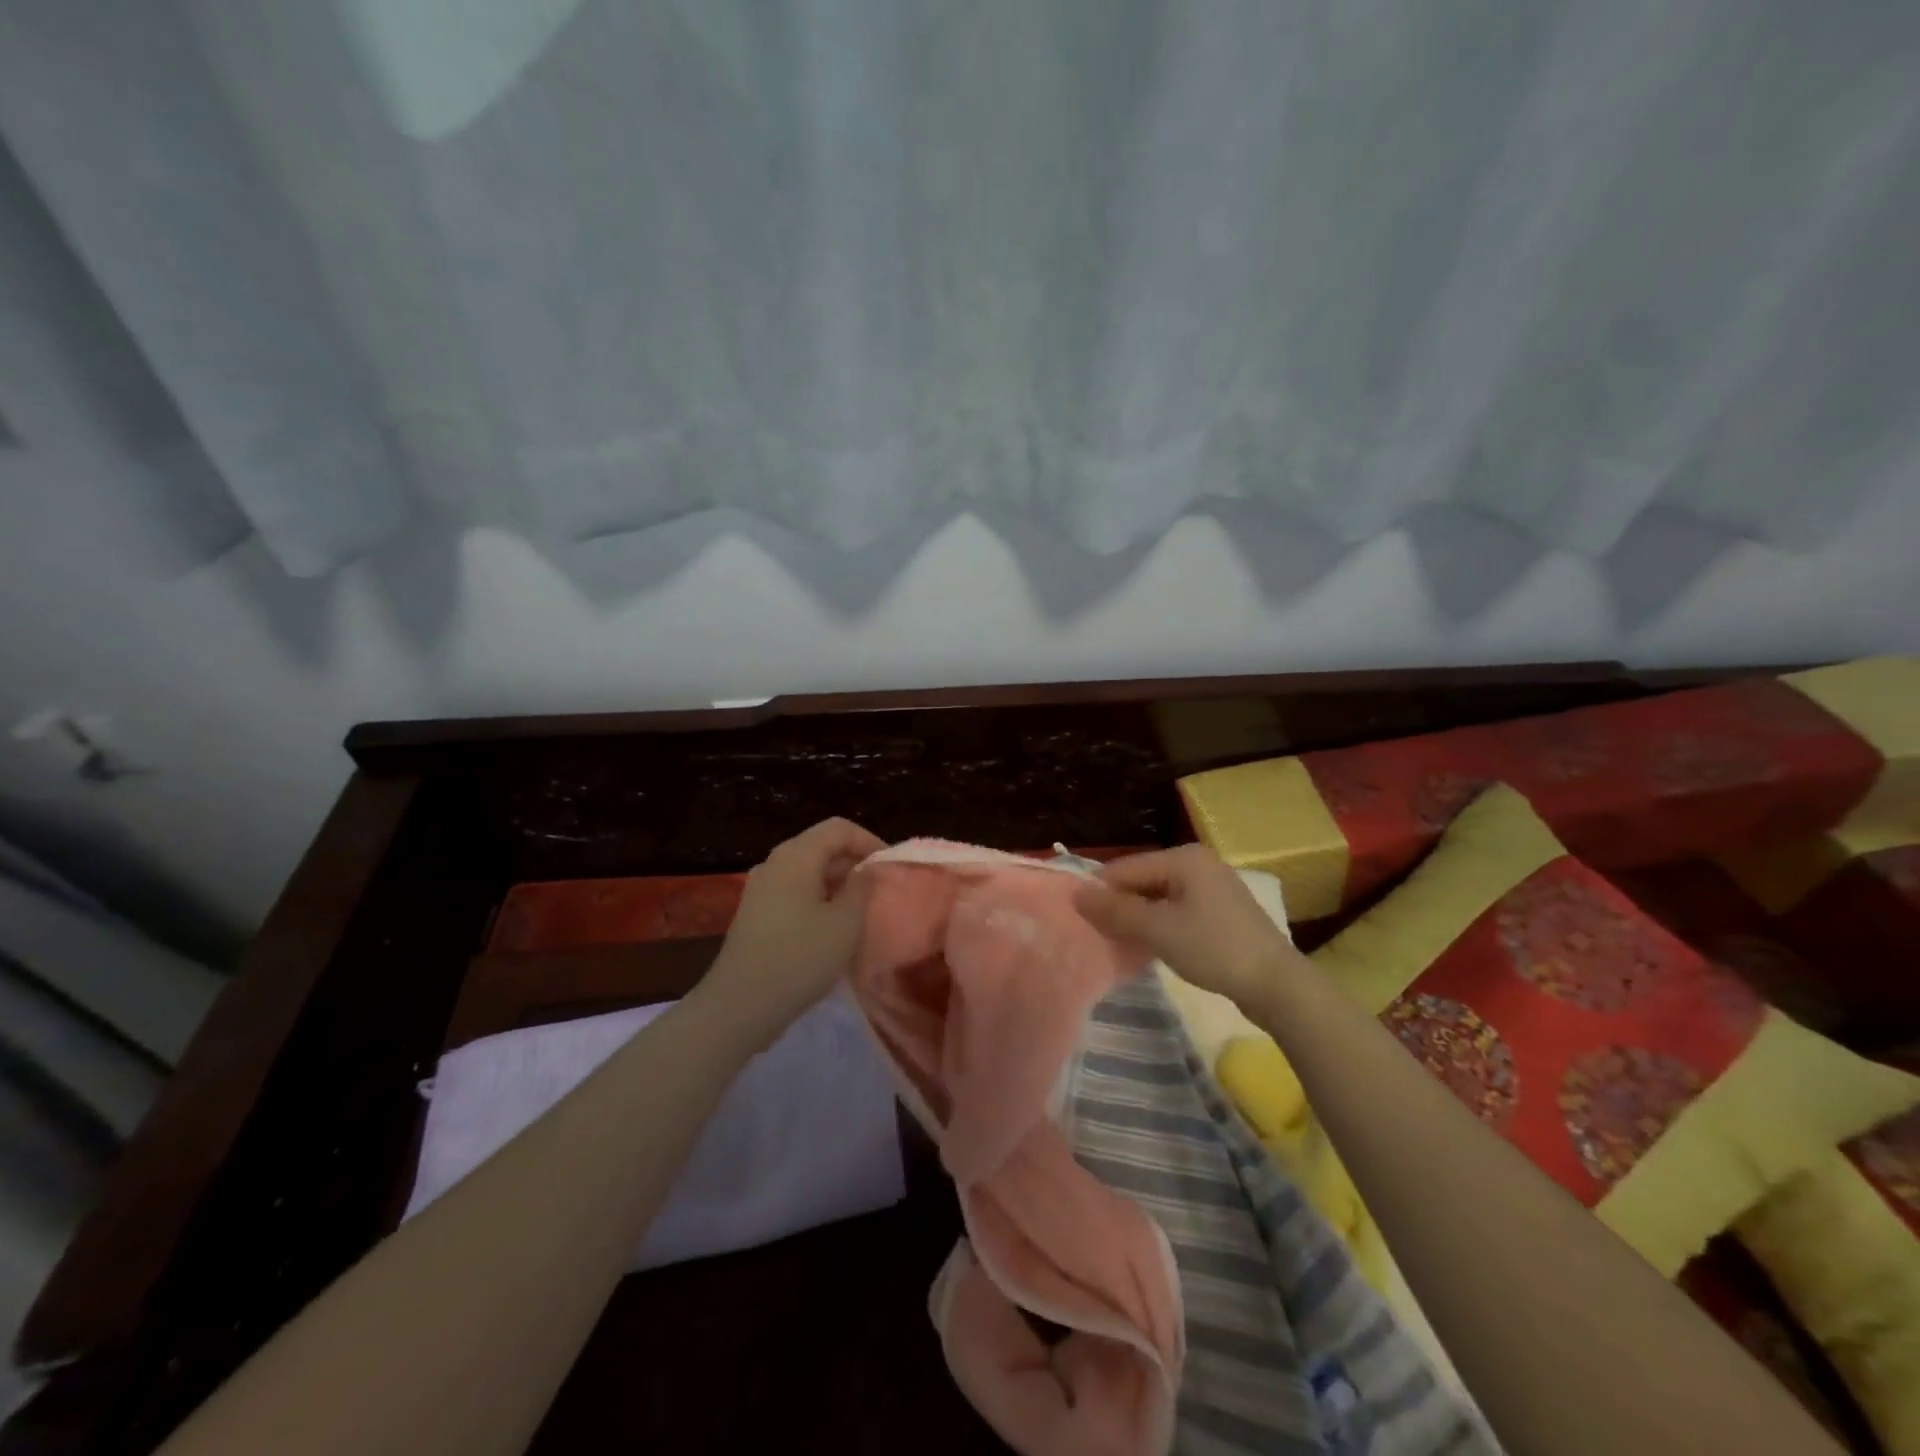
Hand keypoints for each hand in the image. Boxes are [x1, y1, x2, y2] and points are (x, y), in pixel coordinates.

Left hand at [699, 818, 885, 1045]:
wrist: (740, 1005)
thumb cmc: (800, 958)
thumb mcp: (845, 923)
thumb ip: (862, 888)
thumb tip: (867, 871)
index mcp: (796, 856)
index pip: (839, 828)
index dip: (869, 841)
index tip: (890, 867)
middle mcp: (775, 863)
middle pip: (821, 847)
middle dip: (854, 863)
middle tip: (879, 891)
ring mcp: (761, 889)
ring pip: (808, 872)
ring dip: (837, 884)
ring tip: (860, 911)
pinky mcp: (755, 914)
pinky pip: (794, 892)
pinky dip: (818, 900)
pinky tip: (831, 929)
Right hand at [1074, 844, 1301, 1008]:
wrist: (1277, 984)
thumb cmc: (1214, 949)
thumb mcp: (1158, 930)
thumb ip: (1116, 911)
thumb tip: (1076, 894)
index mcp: (1183, 858)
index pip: (1125, 868)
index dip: (1100, 892)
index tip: (1082, 920)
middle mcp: (1198, 863)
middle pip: (1142, 880)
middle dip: (1121, 906)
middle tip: (1102, 936)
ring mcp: (1213, 886)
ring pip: (1159, 897)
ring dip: (1140, 918)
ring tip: (1123, 943)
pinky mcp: (1222, 911)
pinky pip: (1178, 909)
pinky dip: (1161, 924)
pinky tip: (1153, 946)